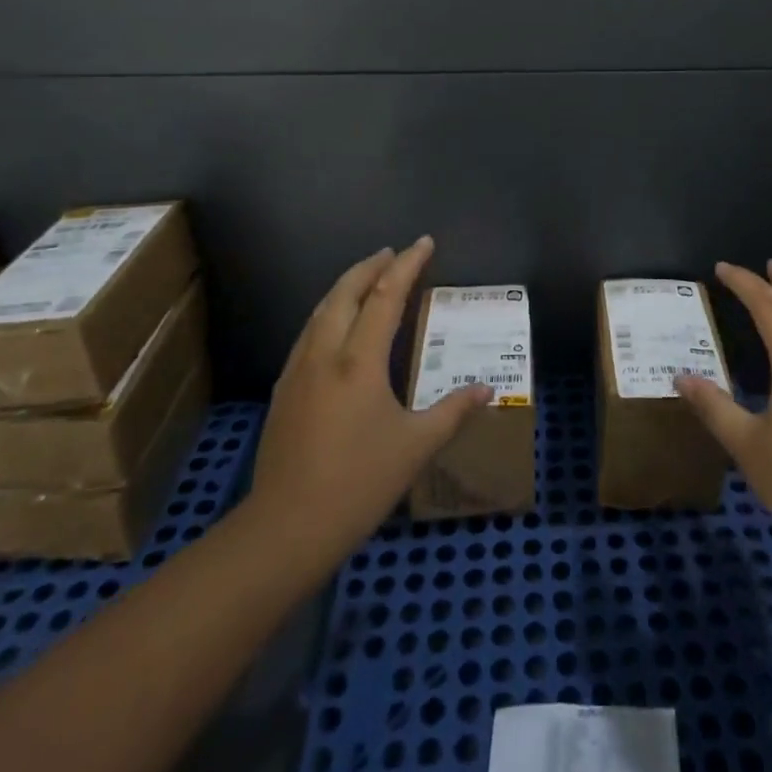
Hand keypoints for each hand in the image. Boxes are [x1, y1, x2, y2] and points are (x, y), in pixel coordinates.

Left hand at [243, 237, 490, 590]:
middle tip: (392, 253)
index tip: (424, 242)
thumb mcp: (415, 447)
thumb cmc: (358, 483)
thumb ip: (453, 412)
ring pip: (321, 310)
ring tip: (366, 278)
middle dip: (370, 266)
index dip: (407, 265)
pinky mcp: (283, 391)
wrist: (285, 529)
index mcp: (359, 361)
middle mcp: (325, 354)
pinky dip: (328, 313)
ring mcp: (298, 371)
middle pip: (345, 293)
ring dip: (346, 286)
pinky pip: (308, 333)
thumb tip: (488, 390)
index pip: (385, 296)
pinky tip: (336, 326)